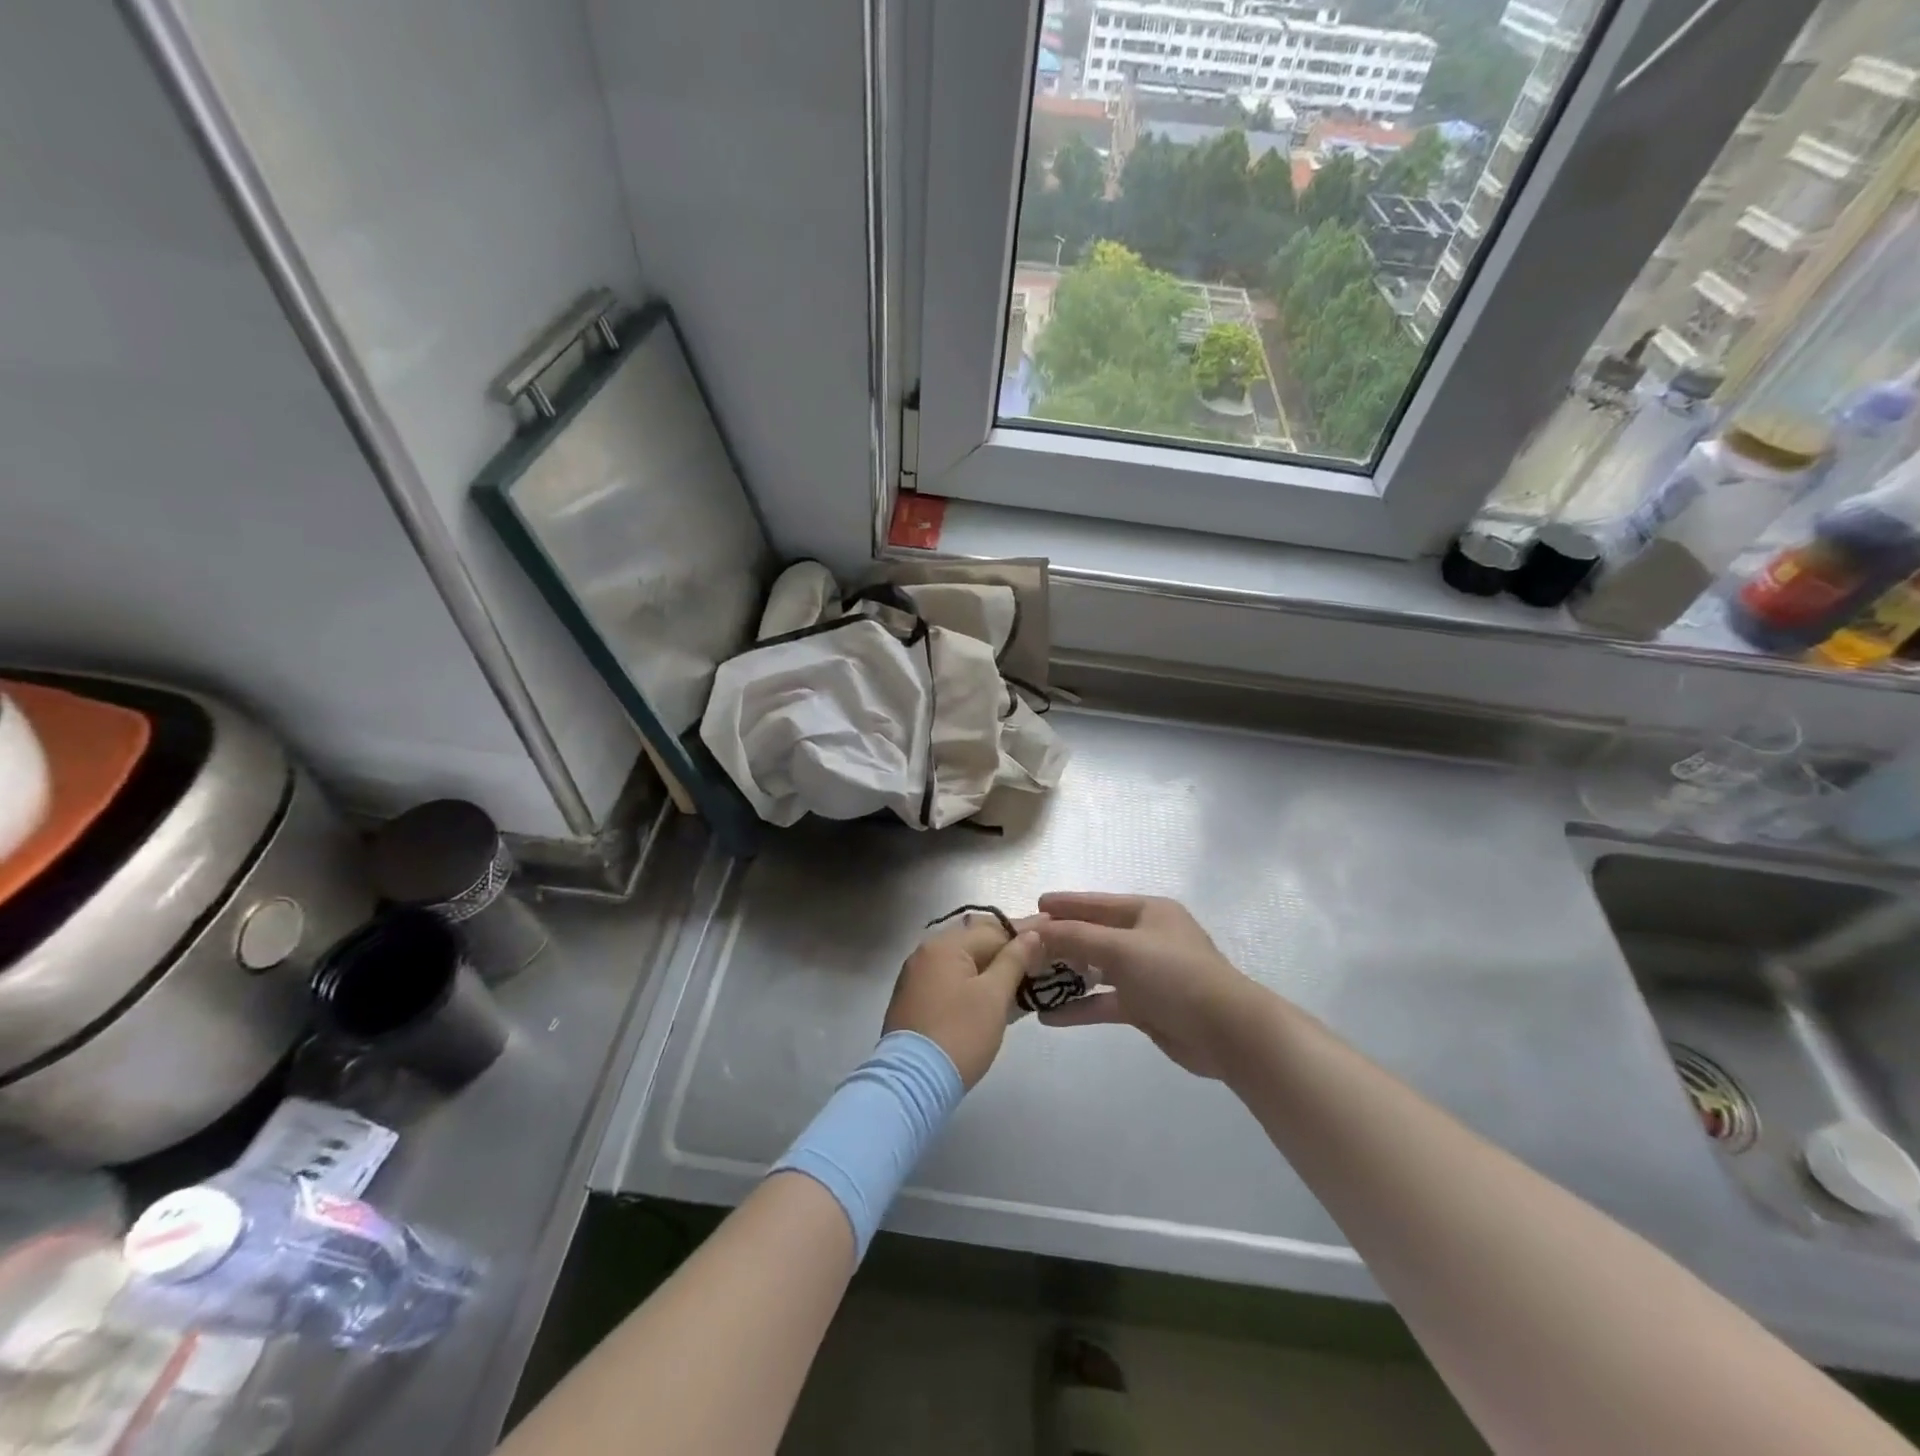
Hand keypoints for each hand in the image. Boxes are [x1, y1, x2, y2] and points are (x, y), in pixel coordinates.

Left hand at [883, 912, 1046, 1087]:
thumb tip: (1031, 934)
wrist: (912, 1082)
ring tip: (1022, 970)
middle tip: (1039, 950)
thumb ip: (1014, 960)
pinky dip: (973, 979)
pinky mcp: (914, 998)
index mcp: (944, 945)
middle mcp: (926, 952)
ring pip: (962, 960)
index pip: (993, 930)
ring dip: (991, 964)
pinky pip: (950, 977)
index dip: (1024, 933)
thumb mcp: (993, 996)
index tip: (1051, 928)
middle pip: (975, 941)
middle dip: (1007, 946)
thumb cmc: (960, 1034)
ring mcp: (916, 975)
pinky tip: (993, 989)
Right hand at [1035, 893, 1266, 1079]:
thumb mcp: (1121, 948)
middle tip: (1024, 947)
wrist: (1226, 1031)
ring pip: (1097, 970)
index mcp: (1147, 912)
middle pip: (1094, 935)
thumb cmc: (1173, 974)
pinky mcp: (1146, 1006)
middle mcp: (1146, 938)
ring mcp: (1147, 974)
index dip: (1065, 905)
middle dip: (1060, 942)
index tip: (1034, 905)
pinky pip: (1105, 1002)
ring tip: (1029, 980)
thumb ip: (1076, 937)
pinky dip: (1080, 1007)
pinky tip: (1049, 1017)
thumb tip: (1037, 929)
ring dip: (1066, 976)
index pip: (1096, 903)